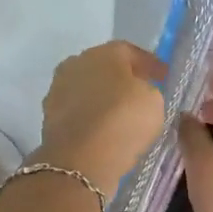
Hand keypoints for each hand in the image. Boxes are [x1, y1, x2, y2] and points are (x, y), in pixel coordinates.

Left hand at [35, 42, 168, 197]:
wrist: (79, 160)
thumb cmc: (122, 121)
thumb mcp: (154, 101)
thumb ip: (148, 89)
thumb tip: (138, 91)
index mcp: (104, 52)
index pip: (130, 51)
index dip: (149, 64)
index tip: (163, 76)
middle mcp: (77, 62)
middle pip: (105, 66)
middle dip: (123, 77)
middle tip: (141, 91)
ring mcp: (58, 88)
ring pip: (88, 88)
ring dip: (104, 96)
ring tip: (121, 113)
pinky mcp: (49, 115)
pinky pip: (78, 109)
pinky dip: (91, 115)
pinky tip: (103, 128)